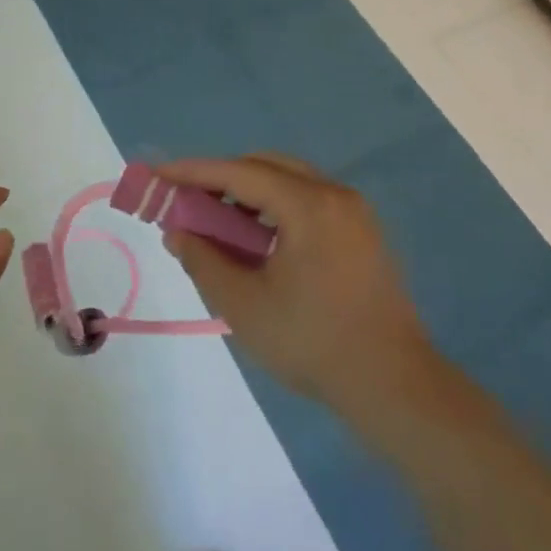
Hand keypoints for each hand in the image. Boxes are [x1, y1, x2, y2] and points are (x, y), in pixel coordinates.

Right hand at [159, 155, 433, 414]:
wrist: (392, 383)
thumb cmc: (312, 342)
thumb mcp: (243, 305)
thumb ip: (203, 260)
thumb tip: (177, 232)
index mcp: (308, 205)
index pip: (239, 173)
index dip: (193, 172)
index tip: (158, 175)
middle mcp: (334, 195)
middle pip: (266, 167)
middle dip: (221, 179)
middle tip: (187, 202)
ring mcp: (354, 212)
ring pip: (289, 182)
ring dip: (249, 193)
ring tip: (217, 223)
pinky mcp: (363, 232)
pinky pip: (309, 201)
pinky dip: (276, 208)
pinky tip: (258, 239)